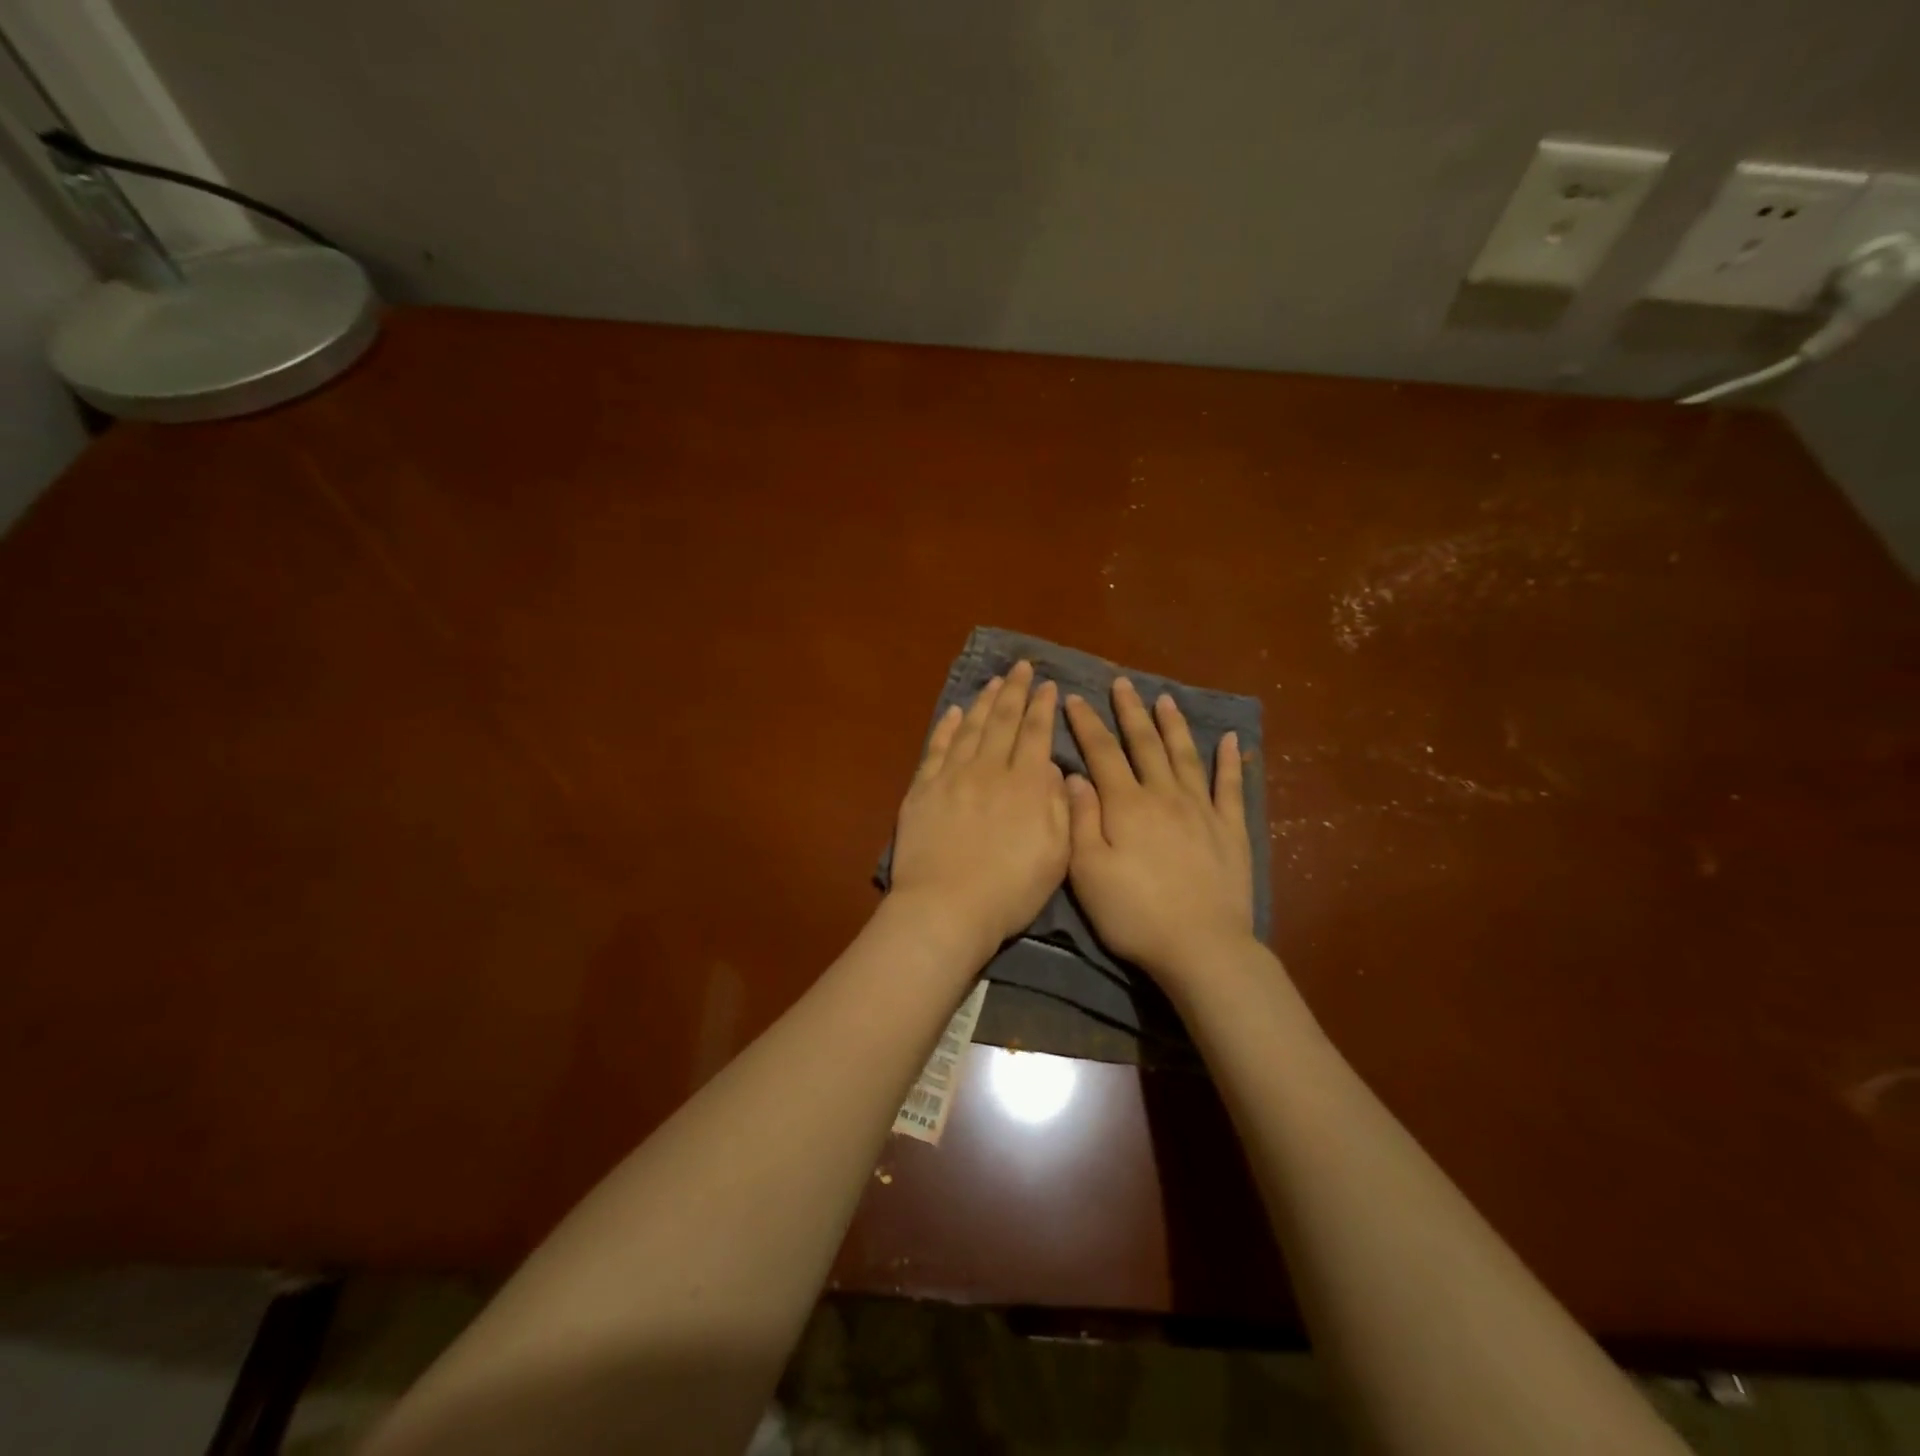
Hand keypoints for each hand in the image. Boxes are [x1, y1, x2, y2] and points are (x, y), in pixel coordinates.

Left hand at [890, 661, 1068, 952]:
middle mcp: (989, 770)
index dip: (1042, 707)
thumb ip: (1058, 805)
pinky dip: (948, 727)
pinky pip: (937, 748)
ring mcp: (952, 776)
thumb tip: (1052, 767)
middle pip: (1003, 721)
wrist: (947, 907)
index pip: (1036, 734)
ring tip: (994, 681)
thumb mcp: (1056, 854)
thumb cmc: (1010, 889)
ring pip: (971, 728)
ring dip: (984, 701)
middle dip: (1015, 691)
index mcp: (1025, 784)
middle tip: (1021, 666)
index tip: (1048, 685)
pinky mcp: (923, 789)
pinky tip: (955, 712)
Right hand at [1063, 678, 1254, 981]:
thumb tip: (1073, 775)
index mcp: (1126, 805)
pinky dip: (1232, 762)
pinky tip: (1232, 740)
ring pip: (1185, 756)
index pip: (1102, 753)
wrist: (1201, 946)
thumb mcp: (1088, 872)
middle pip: (1145, 744)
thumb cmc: (1134, 914)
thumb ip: (1080, 819)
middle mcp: (1164, 796)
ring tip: (1165, 699)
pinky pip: (1232, 787)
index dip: (1087, 724)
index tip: (1074, 697)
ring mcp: (1202, 810)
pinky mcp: (1231, 830)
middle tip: (1123, 683)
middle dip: (1131, 712)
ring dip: (1174, 726)